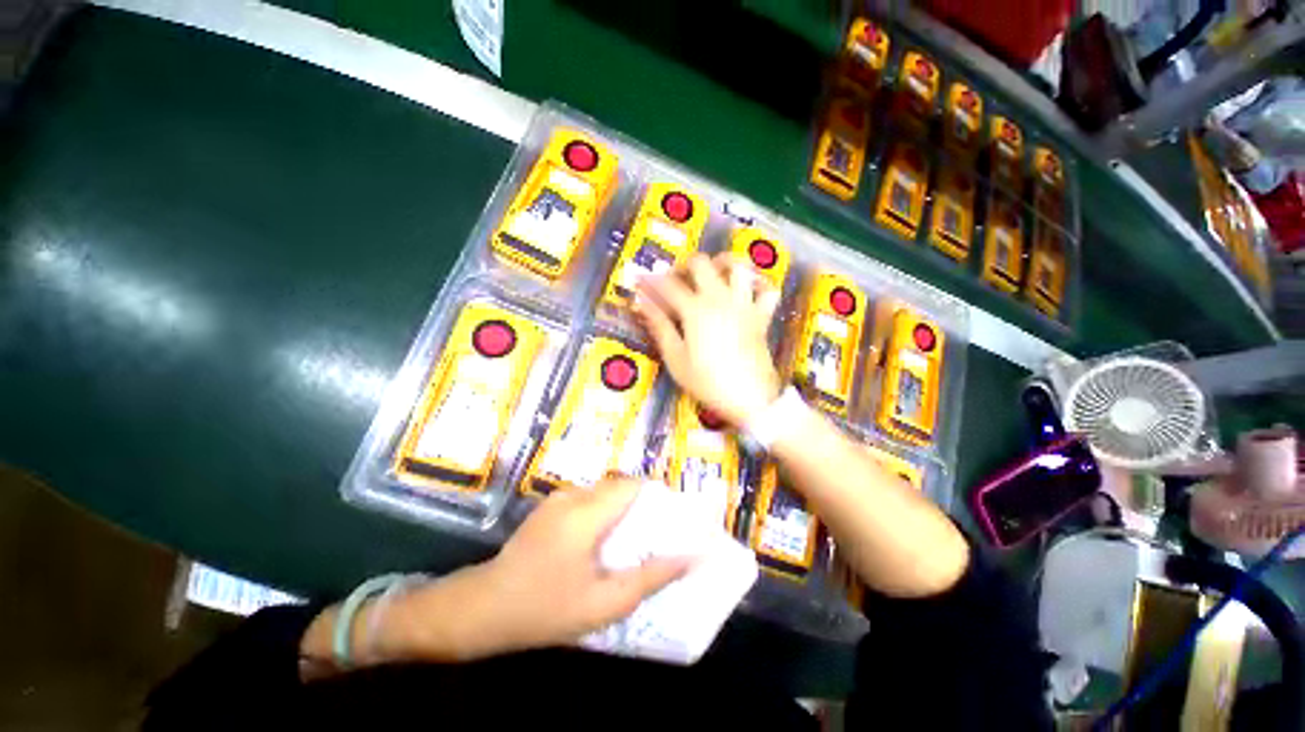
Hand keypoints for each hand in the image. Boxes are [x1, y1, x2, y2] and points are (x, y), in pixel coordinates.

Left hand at [471, 479, 690, 652]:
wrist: (483, 608)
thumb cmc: (545, 608)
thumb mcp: (604, 603)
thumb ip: (650, 578)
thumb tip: (689, 557)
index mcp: (587, 512)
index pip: (633, 485)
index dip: (656, 496)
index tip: (670, 518)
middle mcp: (573, 495)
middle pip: (620, 485)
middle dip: (641, 504)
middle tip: (655, 533)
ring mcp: (558, 498)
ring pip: (604, 491)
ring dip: (621, 508)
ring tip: (631, 539)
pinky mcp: (549, 507)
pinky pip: (587, 499)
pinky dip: (603, 511)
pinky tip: (600, 541)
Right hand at [633, 253, 782, 426]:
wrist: (750, 399)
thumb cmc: (708, 382)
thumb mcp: (676, 359)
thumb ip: (660, 327)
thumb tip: (642, 303)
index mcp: (695, 310)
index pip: (667, 285)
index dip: (650, 280)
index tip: (639, 281)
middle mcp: (720, 298)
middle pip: (701, 263)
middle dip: (683, 266)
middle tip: (675, 282)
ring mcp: (744, 304)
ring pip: (737, 266)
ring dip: (721, 265)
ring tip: (711, 277)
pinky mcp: (761, 316)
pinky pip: (767, 290)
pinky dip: (758, 285)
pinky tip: (747, 291)